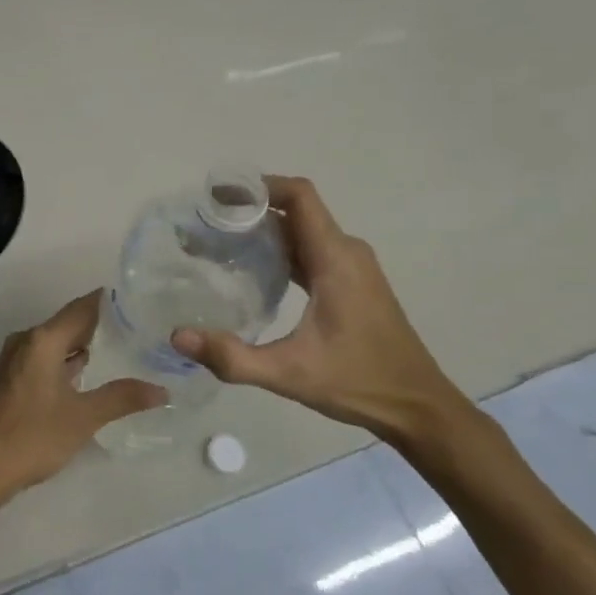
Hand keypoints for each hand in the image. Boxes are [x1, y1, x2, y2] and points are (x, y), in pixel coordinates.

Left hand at [0, 292, 165, 509]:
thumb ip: (122, 398)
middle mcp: (27, 341)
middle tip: (142, 326)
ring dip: (85, 344)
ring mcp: (16, 361)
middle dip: (103, 324)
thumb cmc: (31, 436)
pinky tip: (91, 374)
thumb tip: (162, 390)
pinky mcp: (12, 381)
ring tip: (125, 347)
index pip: (82, 307)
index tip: (141, 298)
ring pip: (57, 342)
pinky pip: (47, 359)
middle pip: (69, 322)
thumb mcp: (83, 417)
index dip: (111, 301)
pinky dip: (69, 362)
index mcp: (42, 340)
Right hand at [170, 176, 473, 448]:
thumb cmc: (358, 383)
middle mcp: (346, 252)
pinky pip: (310, 250)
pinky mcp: (351, 283)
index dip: (259, 186)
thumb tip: (177, 336)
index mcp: (336, 259)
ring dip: (264, 229)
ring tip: (218, 241)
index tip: (218, 195)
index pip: (299, 196)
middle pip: (296, 210)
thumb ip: (232, 357)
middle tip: (205, 222)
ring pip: (302, 230)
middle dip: (250, 209)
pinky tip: (251, 269)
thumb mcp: (288, 373)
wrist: (417, 407)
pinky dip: (279, 249)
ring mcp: (352, 267)